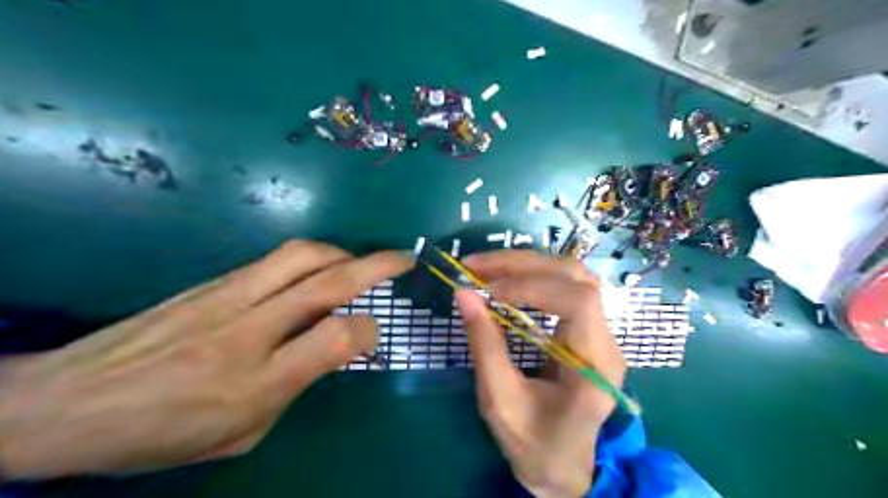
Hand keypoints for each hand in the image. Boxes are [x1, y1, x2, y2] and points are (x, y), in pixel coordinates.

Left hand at [0, 242, 411, 478]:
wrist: (67, 402)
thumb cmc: (160, 433)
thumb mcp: (241, 432)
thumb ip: (293, 387)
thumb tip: (327, 348)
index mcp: (258, 381)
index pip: (337, 338)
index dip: (368, 331)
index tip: (374, 335)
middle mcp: (249, 329)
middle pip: (326, 282)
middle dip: (376, 265)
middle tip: (403, 258)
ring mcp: (229, 297)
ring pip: (302, 256)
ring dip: (343, 253)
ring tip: (359, 261)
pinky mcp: (214, 280)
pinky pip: (274, 260)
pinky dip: (309, 259)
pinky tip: (314, 271)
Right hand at [453, 250, 626, 495]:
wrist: (562, 464)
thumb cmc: (533, 443)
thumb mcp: (500, 400)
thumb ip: (484, 345)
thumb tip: (463, 293)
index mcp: (596, 366)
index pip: (580, 301)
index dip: (532, 286)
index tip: (488, 292)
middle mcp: (607, 341)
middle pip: (576, 277)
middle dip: (523, 264)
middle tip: (475, 266)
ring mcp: (600, 332)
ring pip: (572, 274)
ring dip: (527, 264)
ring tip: (485, 268)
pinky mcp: (586, 329)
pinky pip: (564, 287)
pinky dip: (531, 276)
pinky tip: (505, 278)